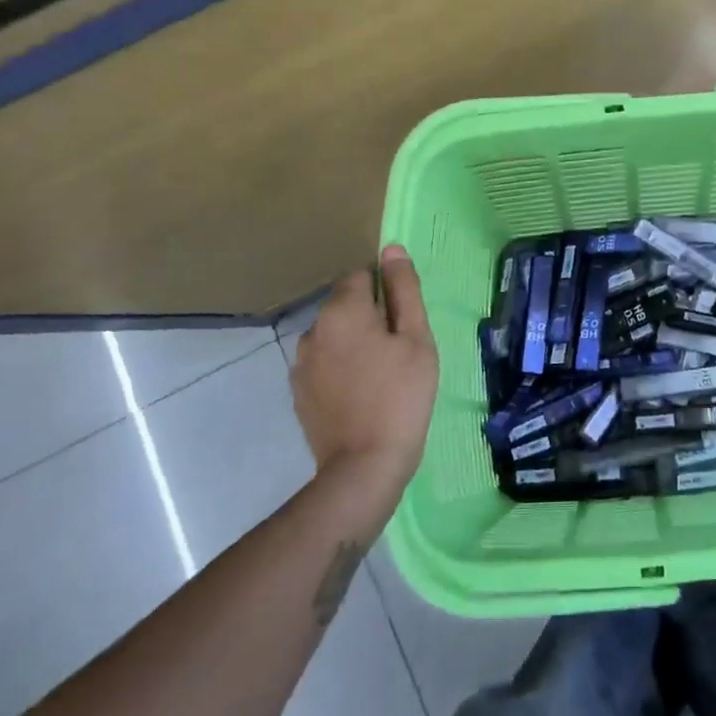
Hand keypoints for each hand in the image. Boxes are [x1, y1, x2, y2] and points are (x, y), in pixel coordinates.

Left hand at [291, 245, 438, 495]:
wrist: (364, 465)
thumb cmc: (401, 395)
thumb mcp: (416, 339)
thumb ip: (404, 290)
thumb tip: (392, 249)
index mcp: (343, 310)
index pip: (362, 275)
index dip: (388, 291)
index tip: (405, 320)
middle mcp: (313, 328)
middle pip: (346, 305)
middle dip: (371, 317)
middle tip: (401, 350)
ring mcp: (301, 362)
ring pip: (335, 335)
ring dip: (355, 342)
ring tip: (382, 374)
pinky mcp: (298, 391)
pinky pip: (324, 363)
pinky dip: (342, 368)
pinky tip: (362, 393)